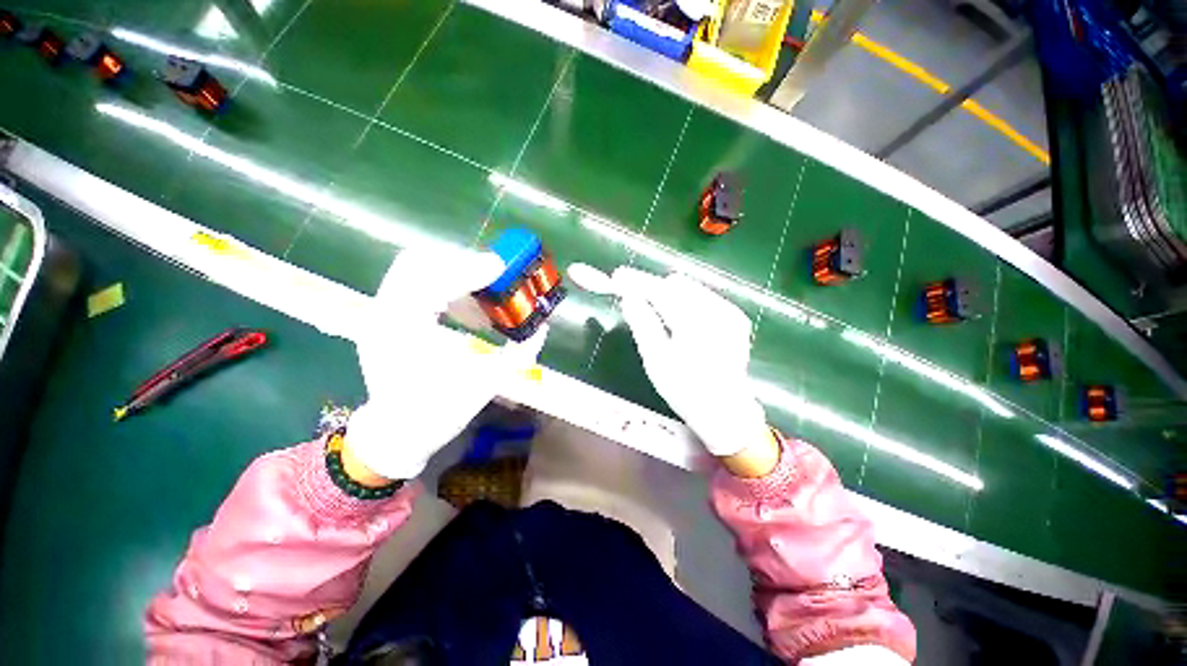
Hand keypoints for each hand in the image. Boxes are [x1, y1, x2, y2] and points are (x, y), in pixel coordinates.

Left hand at [345, 246, 548, 480]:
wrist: (396, 434)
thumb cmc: (439, 412)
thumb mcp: (487, 382)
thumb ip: (519, 351)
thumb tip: (542, 326)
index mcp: (403, 329)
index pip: (434, 277)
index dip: (472, 268)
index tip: (503, 268)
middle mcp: (383, 313)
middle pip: (419, 260)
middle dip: (462, 263)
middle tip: (495, 278)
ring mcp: (378, 313)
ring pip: (415, 268)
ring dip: (454, 274)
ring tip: (483, 299)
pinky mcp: (384, 317)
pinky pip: (414, 284)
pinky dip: (443, 286)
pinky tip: (466, 310)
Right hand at [613, 269, 773, 471]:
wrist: (725, 411)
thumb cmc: (685, 389)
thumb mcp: (656, 359)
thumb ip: (642, 323)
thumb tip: (628, 296)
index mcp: (695, 322)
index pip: (660, 291)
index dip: (637, 282)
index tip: (617, 276)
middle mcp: (716, 310)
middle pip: (676, 285)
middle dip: (653, 288)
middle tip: (633, 296)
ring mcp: (729, 312)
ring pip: (690, 289)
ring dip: (668, 294)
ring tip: (654, 309)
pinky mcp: (735, 318)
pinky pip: (703, 298)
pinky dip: (685, 302)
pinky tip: (677, 318)